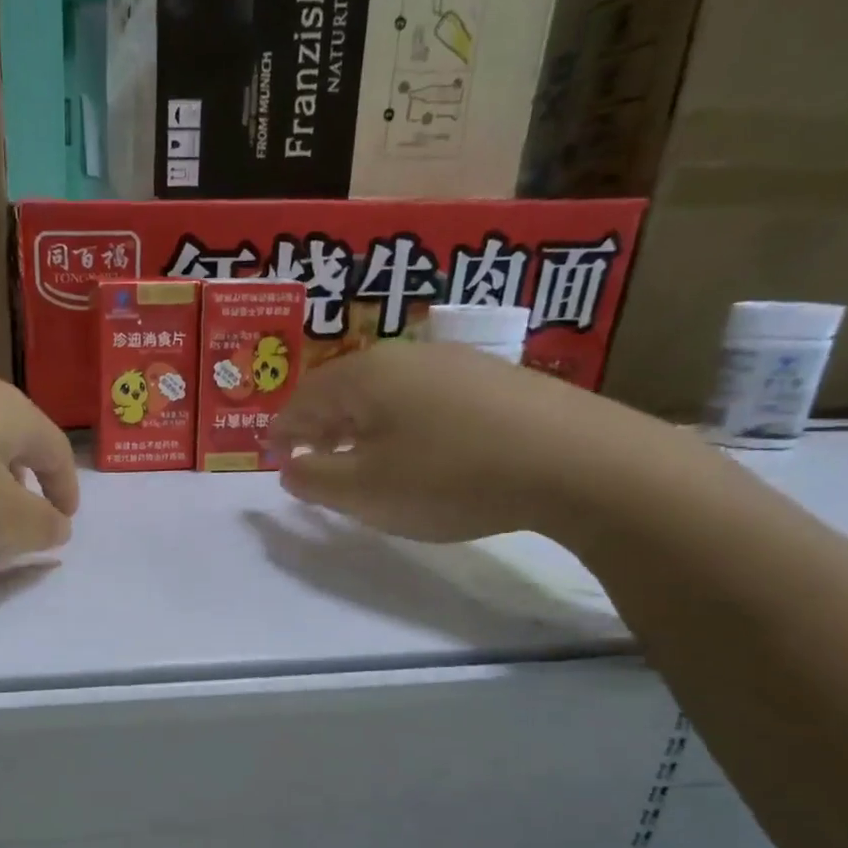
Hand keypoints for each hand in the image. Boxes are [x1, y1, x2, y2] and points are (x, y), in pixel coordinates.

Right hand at [269, 338, 674, 542]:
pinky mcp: (493, 379)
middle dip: (320, 426)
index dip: (281, 431)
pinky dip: (403, 424)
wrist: (576, 461)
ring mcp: (454, 362)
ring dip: (362, 426)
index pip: (301, 399)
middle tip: (313, 460)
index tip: (271, 457)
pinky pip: (425, 399)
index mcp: (364, 376)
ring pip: (386, 393)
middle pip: (342, 389)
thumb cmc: (449, 476)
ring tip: (363, 460)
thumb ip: (313, 479)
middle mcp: (405, 356)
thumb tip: (288, 466)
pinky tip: (422, 452)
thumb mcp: (365, 491)